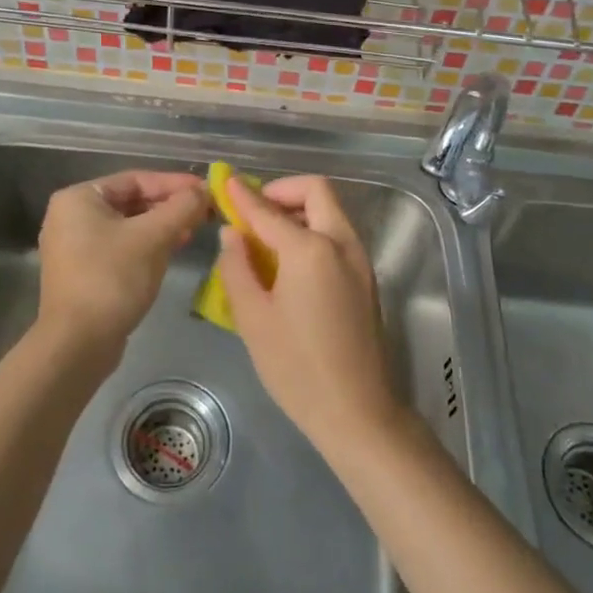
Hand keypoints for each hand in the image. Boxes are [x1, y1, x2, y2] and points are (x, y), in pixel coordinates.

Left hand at [37, 170, 207, 360]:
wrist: (78, 344)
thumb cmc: (112, 279)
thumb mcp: (152, 238)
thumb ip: (181, 208)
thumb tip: (205, 190)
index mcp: (79, 198)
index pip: (136, 179)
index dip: (174, 183)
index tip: (206, 190)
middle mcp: (71, 216)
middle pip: (131, 201)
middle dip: (169, 206)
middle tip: (204, 211)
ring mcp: (75, 246)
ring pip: (128, 226)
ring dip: (162, 226)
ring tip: (194, 230)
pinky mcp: (84, 271)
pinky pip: (121, 247)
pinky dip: (147, 245)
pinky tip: (172, 250)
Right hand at [216, 175, 403, 450]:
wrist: (357, 411)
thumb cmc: (296, 367)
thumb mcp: (253, 318)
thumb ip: (237, 267)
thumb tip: (233, 233)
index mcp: (310, 249)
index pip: (269, 210)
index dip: (243, 196)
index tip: (225, 181)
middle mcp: (341, 243)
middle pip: (316, 192)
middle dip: (282, 191)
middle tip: (254, 212)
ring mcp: (360, 260)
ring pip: (331, 212)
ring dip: (300, 211)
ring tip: (267, 238)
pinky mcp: (366, 278)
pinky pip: (338, 236)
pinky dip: (313, 231)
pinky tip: (290, 262)